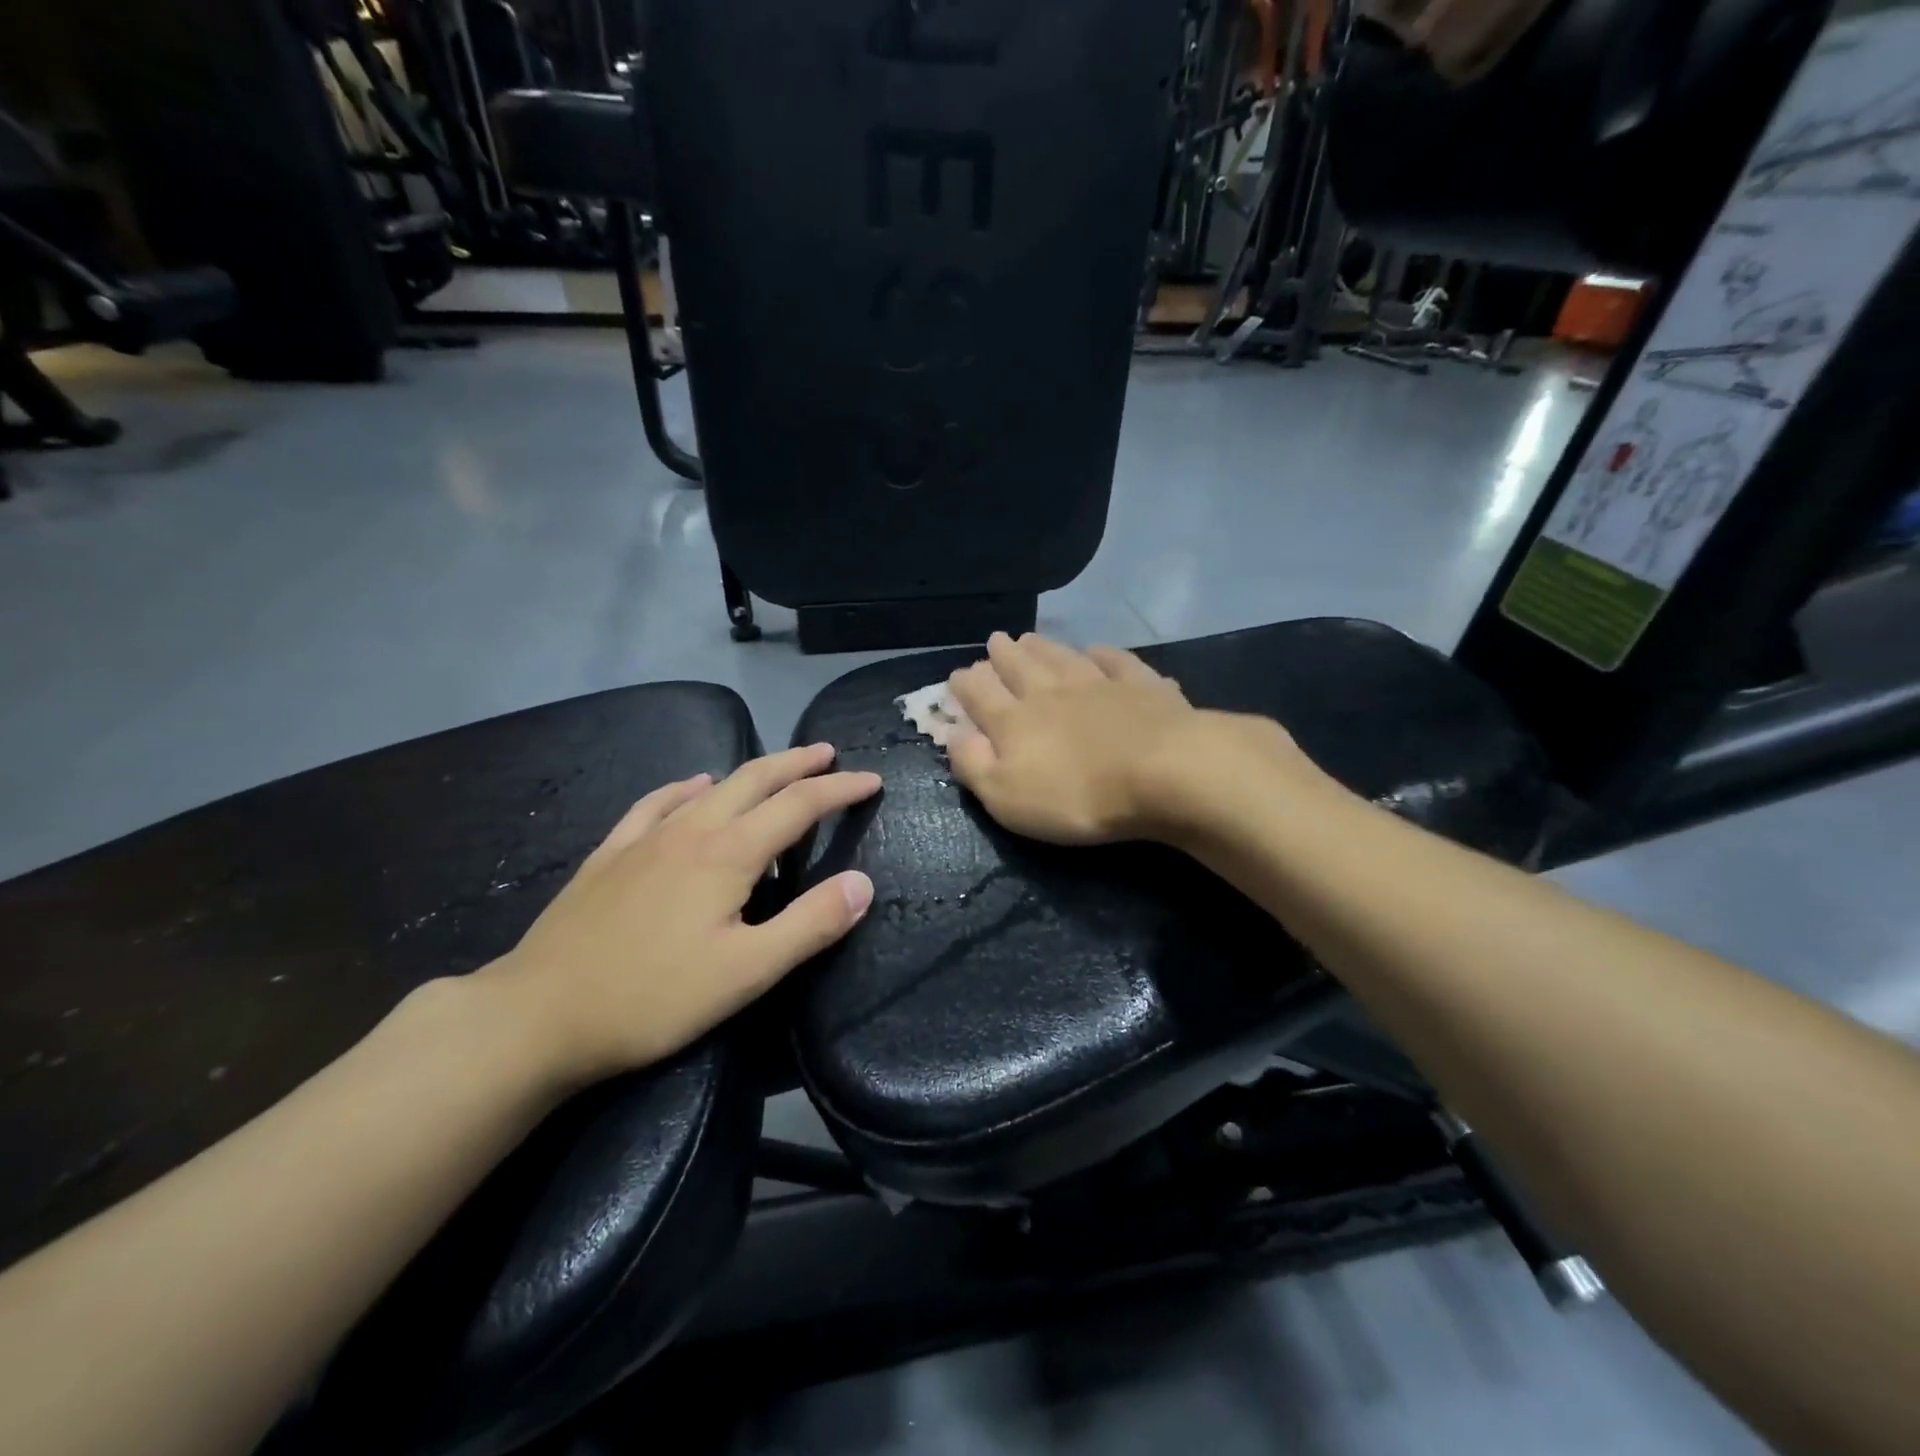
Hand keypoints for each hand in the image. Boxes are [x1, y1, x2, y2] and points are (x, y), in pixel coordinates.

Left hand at [483, 744, 879, 1082]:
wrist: (538, 1015)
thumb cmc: (652, 997)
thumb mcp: (747, 972)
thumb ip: (810, 925)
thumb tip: (862, 883)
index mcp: (729, 854)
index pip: (800, 805)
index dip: (840, 790)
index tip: (872, 781)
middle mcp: (691, 830)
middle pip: (755, 780)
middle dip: (797, 763)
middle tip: (828, 754)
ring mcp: (645, 838)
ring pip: (710, 786)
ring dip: (751, 772)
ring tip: (775, 770)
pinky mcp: (610, 855)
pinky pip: (656, 804)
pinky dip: (685, 788)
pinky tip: (690, 787)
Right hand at [940, 633, 1264, 844]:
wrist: (1164, 772)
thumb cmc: (1077, 796)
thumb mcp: (1008, 796)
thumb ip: (974, 765)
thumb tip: (952, 735)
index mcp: (1015, 721)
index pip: (980, 695)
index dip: (966, 684)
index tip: (958, 674)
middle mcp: (1051, 693)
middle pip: (1020, 667)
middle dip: (1003, 655)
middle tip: (995, 641)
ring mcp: (1099, 684)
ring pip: (1063, 658)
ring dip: (1044, 647)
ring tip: (1030, 637)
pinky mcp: (1142, 687)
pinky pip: (1117, 662)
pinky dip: (1103, 654)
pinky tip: (1097, 649)